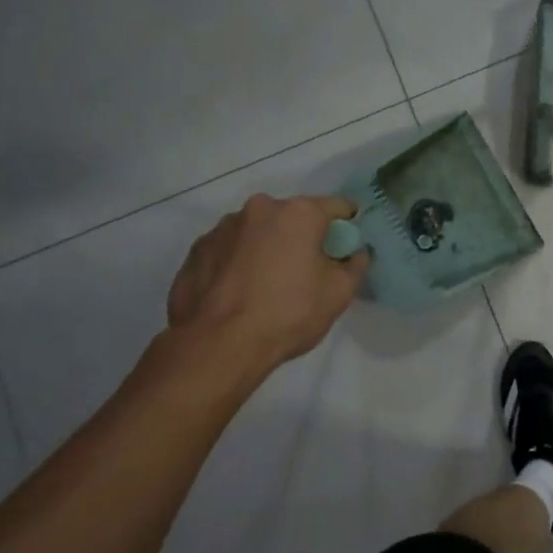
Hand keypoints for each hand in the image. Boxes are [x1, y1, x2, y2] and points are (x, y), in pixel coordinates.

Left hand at [166, 194, 369, 364]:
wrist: (218, 345)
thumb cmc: (288, 314)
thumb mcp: (339, 293)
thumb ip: (356, 264)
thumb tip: (355, 252)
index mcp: (298, 213)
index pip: (337, 207)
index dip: (347, 226)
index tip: (345, 248)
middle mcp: (259, 209)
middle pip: (293, 217)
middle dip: (302, 238)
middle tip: (305, 272)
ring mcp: (222, 228)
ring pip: (257, 232)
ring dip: (267, 248)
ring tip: (266, 286)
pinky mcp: (197, 250)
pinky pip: (229, 250)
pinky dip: (238, 263)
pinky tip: (238, 292)